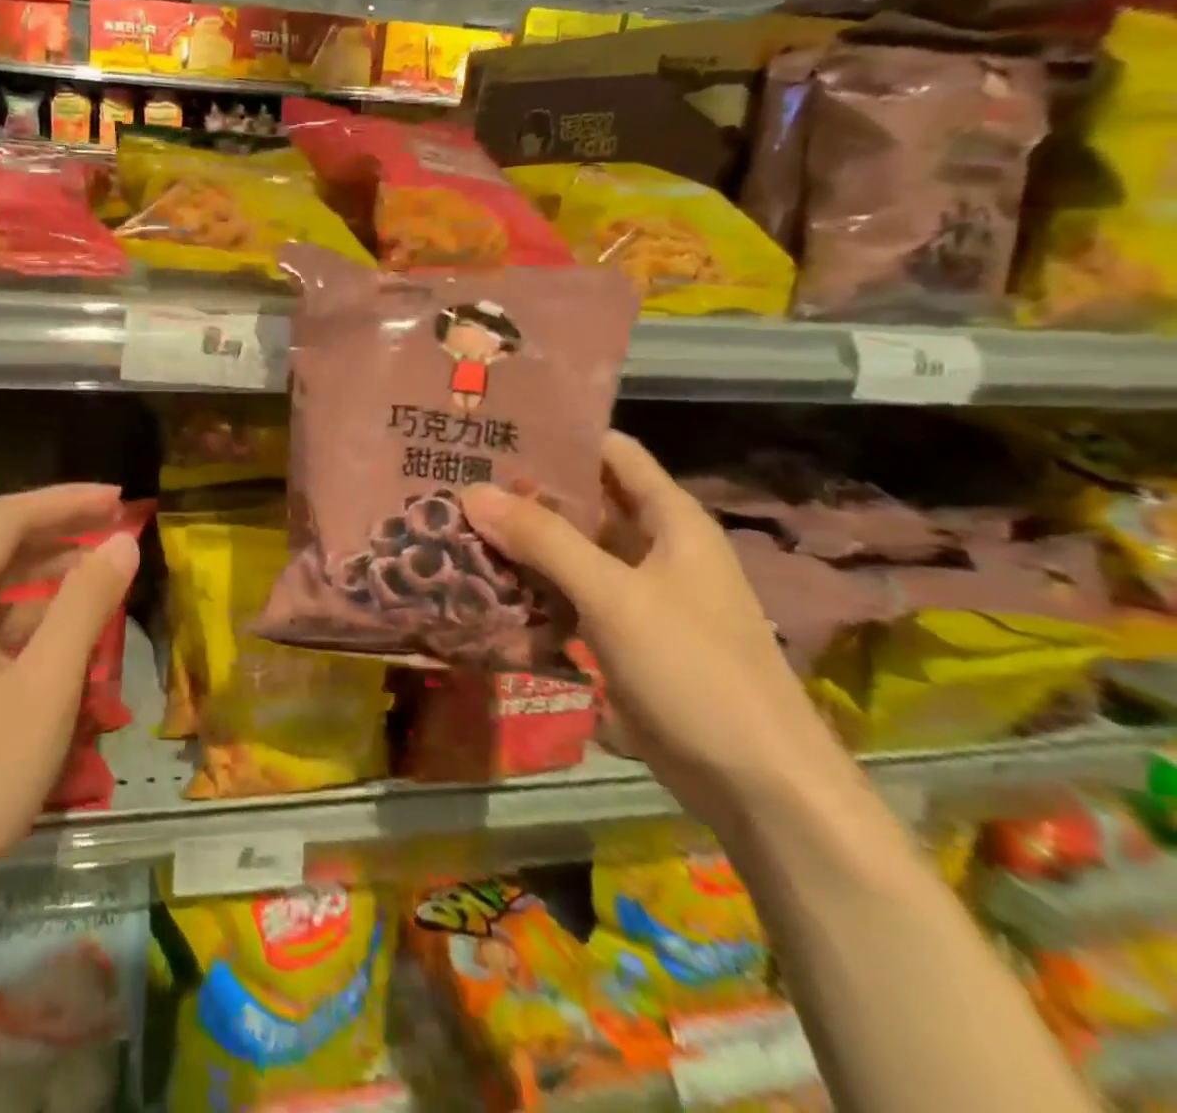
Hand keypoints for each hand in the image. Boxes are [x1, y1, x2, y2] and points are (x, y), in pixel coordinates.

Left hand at [0, 484, 138, 910]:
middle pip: (4, 548)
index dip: (68, 500)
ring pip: (2, 595)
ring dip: (54, 583)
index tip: (120, 500)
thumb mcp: (46, 687)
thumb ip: (85, 605)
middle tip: (120, 534)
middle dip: (64, 534)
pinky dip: (37, 628)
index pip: (11, 517)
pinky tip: (72, 654)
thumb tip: (122, 539)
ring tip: (108, 588)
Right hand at [461, 433, 853, 824]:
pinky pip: (568, 594)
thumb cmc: (695, 671)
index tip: (498, 427)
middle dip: (527, 489)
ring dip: (523, 539)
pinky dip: (532, 584)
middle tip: (458, 475)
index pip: (613, 453)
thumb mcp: (615, 596)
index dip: (561, 434)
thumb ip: (544, 541)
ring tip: (456, 520)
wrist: (756, 785)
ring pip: (571, 550)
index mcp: (672, 521)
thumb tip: (473, 491)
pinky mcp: (620, 635)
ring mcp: (637, 593)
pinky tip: (483, 579)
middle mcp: (655, 547)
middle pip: (585, 501)